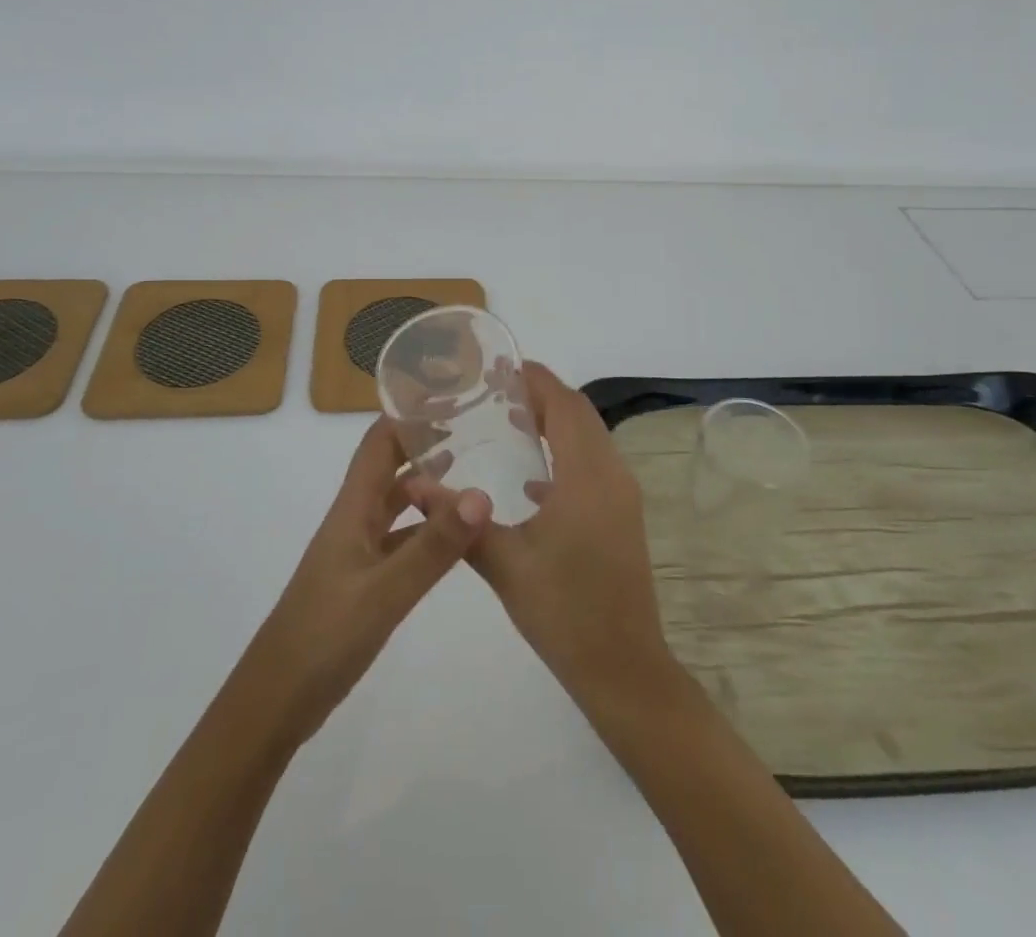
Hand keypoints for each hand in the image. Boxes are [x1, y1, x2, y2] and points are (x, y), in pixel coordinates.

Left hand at [238, 417, 490, 744]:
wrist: (274, 702)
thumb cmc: (323, 638)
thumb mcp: (384, 592)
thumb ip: (433, 547)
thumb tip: (482, 495)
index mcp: (352, 509)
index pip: (379, 442)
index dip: (408, 413)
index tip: (450, 394)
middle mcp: (353, 520)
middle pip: (389, 466)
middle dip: (424, 441)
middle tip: (475, 428)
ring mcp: (356, 551)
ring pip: (395, 503)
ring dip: (427, 484)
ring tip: (472, 470)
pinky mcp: (362, 581)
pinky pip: (399, 539)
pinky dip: (425, 528)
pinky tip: (453, 538)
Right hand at [466, 362, 679, 711]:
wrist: (623, 669)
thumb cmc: (563, 612)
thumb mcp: (504, 563)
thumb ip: (459, 519)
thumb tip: (412, 484)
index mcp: (587, 475)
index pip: (564, 405)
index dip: (536, 379)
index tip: (500, 366)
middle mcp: (612, 474)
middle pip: (579, 415)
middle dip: (543, 395)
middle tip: (496, 391)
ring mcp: (622, 495)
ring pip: (590, 438)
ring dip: (555, 422)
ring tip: (509, 420)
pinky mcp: (622, 515)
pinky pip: (594, 464)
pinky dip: (565, 453)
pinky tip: (531, 478)